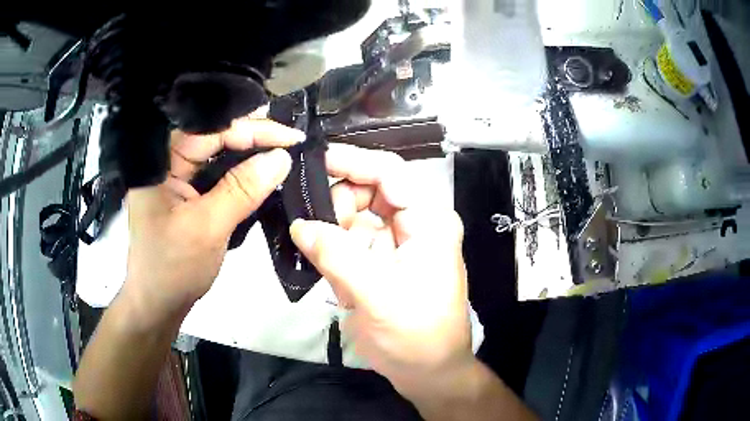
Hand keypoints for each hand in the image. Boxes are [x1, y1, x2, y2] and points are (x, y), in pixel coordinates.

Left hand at [122, 110, 304, 323]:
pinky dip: (242, 173)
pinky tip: (263, 172)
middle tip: (293, 142)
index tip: (292, 138)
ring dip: (251, 154)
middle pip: (216, 136)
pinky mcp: (188, 192)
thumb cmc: (174, 268)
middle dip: (254, 138)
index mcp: (162, 161)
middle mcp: (169, 161)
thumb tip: (282, 157)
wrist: (160, 304)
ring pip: (219, 154)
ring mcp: (178, 176)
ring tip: (284, 152)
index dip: (252, 129)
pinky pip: (218, 174)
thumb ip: (242, 189)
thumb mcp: (208, 227)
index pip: (210, 129)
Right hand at [289, 145, 473, 399]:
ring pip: (354, 215)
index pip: (391, 172)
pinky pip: (349, 241)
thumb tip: (299, 225)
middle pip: (369, 191)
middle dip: (339, 205)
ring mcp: (396, 242)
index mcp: (428, 221)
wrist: (427, 371)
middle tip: (313, 229)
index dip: (353, 161)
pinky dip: (333, 249)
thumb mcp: (377, 294)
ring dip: (333, 231)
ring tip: (323, 259)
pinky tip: (330, 272)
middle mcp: (415, 223)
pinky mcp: (380, 261)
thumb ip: (336, 255)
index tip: (315, 161)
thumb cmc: (416, 335)